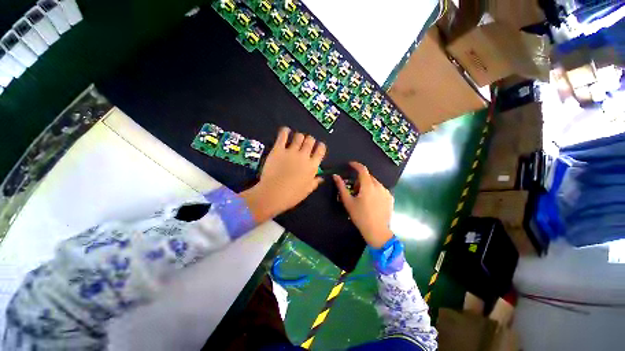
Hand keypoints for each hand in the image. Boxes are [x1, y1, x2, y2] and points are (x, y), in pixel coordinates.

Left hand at [240, 127, 325, 222]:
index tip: (318, 147)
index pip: (320, 150)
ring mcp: (291, 151)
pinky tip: (286, 131)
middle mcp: (304, 156)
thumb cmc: (292, 195)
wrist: (273, 194)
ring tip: (296, 139)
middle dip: (310, 140)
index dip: (320, 146)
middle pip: (310, 140)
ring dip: (299, 136)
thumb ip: (315, 182)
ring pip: (299, 136)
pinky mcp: (278, 149)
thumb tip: (321, 178)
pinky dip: (285, 131)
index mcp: (312, 166)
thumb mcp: (307, 190)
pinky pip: (283, 135)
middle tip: (305, 144)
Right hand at [333, 162, 393, 247]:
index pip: (362, 169)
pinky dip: (374, 190)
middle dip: (360, 179)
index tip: (350, 164)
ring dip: (367, 185)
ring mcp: (386, 192)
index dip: (356, 165)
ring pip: (375, 182)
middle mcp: (379, 186)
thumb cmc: (360, 216)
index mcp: (368, 186)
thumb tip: (335, 176)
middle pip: (368, 176)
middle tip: (354, 189)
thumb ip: (341, 187)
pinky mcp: (390, 198)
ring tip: (363, 197)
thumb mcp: (348, 202)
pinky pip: (381, 189)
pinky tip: (372, 201)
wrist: (377, 231)